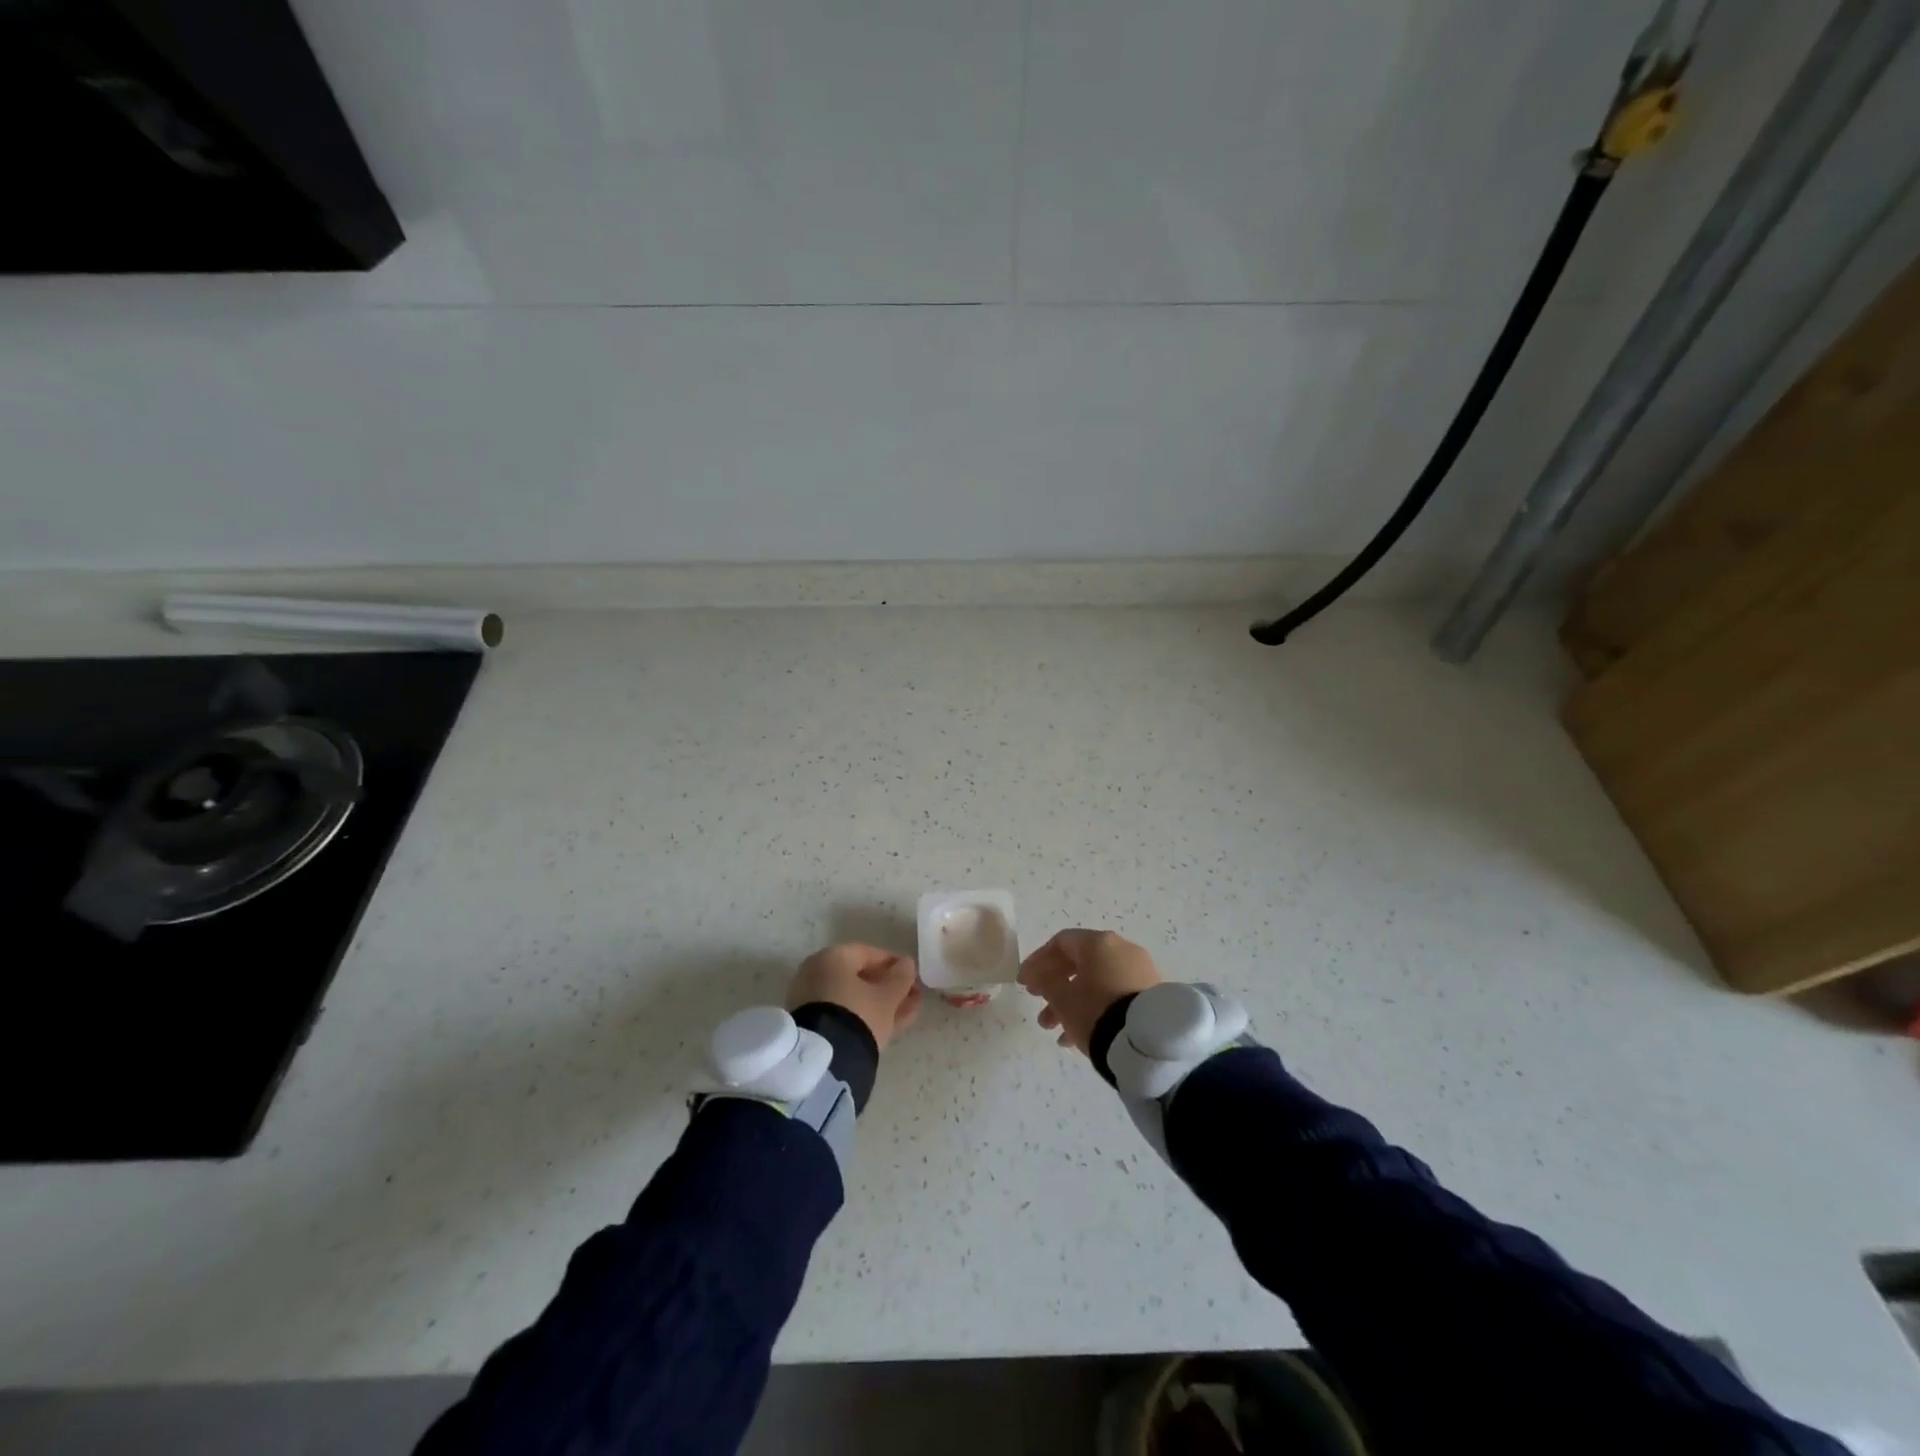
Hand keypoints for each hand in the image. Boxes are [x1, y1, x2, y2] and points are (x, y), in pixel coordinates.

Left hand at [788, 944, 922, 1049]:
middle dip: (887, 987)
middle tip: (912, 995)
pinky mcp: (813, 1026)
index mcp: (832, 957)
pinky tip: (891, 1024)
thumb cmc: (859, 1014)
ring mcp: (812, 1001)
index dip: (893, 964)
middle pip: (859, 977)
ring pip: (853, 998)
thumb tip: (907, 964)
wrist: (825, 1060)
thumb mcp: (887, 996)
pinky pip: (844, 1014)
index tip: (911, 975)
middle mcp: (817, 973)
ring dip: (881, 1003)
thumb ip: (900, 977)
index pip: (867, 953)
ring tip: (909, 1011)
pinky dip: (865, 1016)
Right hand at [1018, 929, 1162, 1053]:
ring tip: (1055, 1031)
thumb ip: (1046, 982)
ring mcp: (1140, 971)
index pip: (1061, 942)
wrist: (1147, 1042)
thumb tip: (1042, 976)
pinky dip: (1094, 1008)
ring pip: (1096, 982)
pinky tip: (1078, 1036)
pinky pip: (1114, 995)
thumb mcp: (1062, 999)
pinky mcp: (1151, 994)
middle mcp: (1122, 949)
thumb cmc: (1096, 1011)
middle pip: (1079, 963)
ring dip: (1072, 1002)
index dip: (1037, 961)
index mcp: (1098, 942)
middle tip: (1039, 1005)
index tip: (1024, 983)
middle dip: (1055, 986)